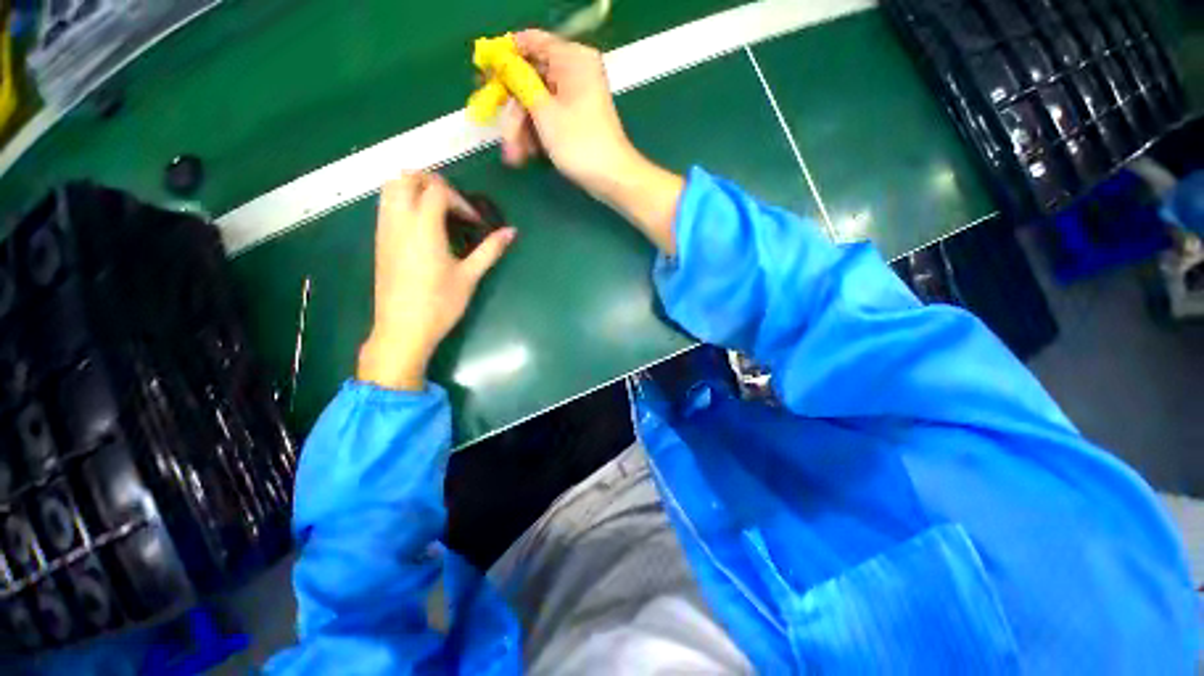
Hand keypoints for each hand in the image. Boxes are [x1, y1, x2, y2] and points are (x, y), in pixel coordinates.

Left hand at [358, 173, 515, 390]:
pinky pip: (386, 205)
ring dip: (415, 188)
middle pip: (407, 177)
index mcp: (423, 228)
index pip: (437, 190)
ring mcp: (384, 230)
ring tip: (438, 210)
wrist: (403, 329)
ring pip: (390, 187)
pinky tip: (423, 226)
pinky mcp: (379, 241)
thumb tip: (512, 232)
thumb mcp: (470, 276)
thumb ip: (490, 250)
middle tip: (454, 204)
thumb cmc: (440, 304)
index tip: (474, 222)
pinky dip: (403, 201)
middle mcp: (399, 221)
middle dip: (433, 182)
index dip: (460, 200)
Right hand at [500, 29, 639, 197]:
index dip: (505, 58)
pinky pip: (548, 118)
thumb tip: (500, 61)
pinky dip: (536, 134)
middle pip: (530, 78)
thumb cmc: (580, 143)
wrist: (612, 178)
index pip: (530, 43)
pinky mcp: (575, 119)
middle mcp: (574, 72)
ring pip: (537, 103)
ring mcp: (575, 97)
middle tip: (502, 133)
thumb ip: (519, 82)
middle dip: (513, 110)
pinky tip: (526, 155)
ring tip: (514, 155)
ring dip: (521, 129)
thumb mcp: (544, 112)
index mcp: (572, 58)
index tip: (485, 77)